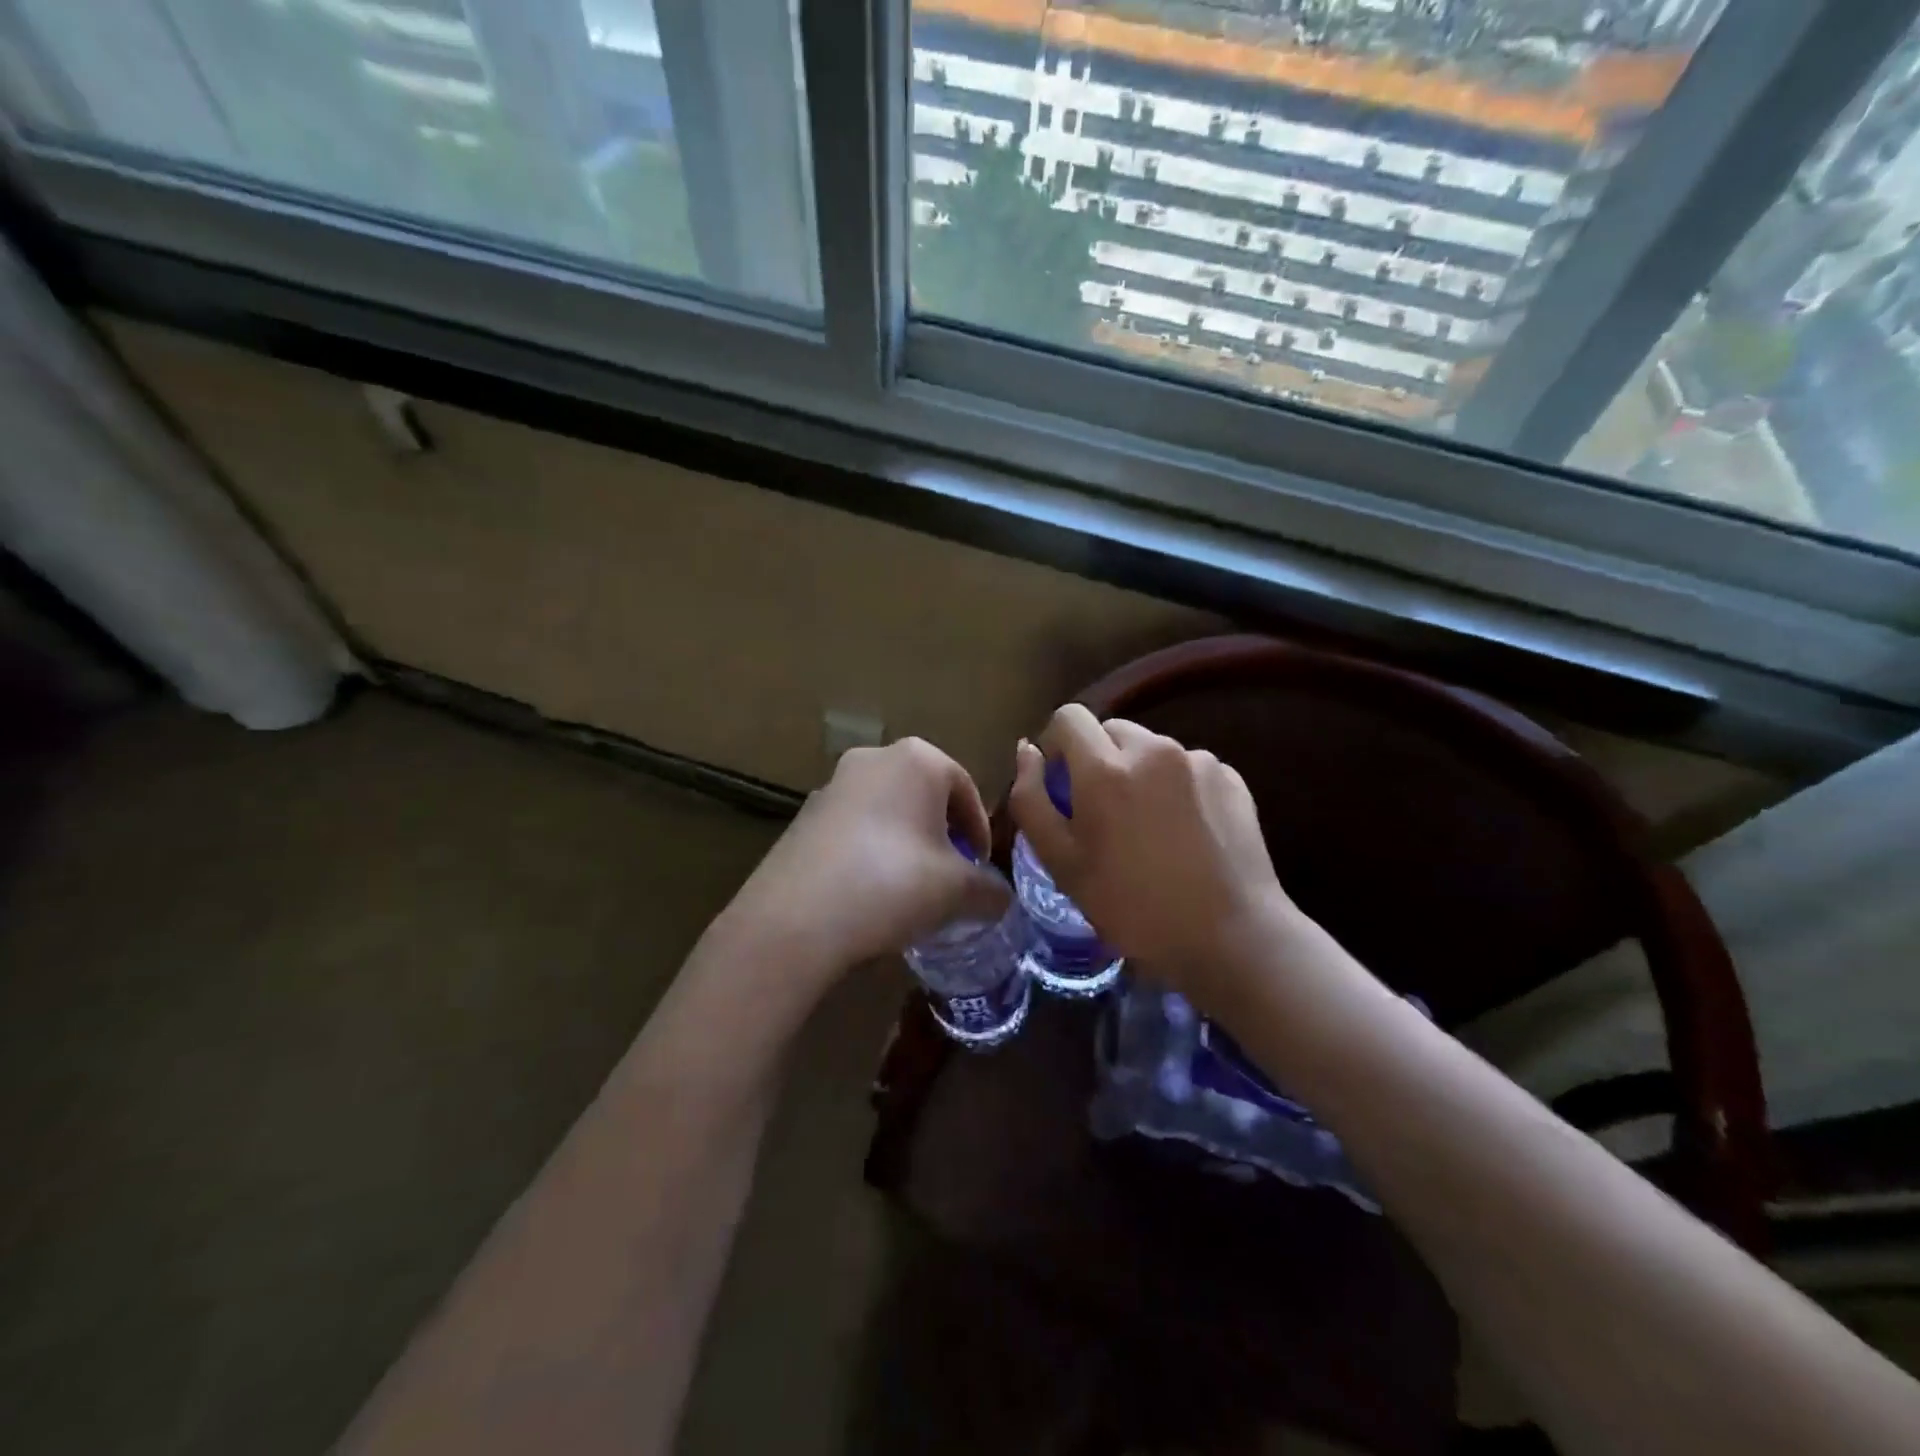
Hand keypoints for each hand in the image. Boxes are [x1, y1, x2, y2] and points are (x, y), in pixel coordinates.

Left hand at [726, 738, 1009, 980]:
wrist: (796, 917)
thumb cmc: (893, 884)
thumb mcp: (958, 891)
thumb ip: (990, 890)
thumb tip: (1002, 899)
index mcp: (918, 759)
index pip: (966, 789)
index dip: (980, 832)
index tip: (981, 870)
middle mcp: (874, 758)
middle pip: (925, 796)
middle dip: (942, 835)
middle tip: (950, 877)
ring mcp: (833, 784)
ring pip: (887, 810)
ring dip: (905, 842)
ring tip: (910, 888)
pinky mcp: (804, 815)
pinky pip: (853, 827)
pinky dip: (870, 850)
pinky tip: (869, 891)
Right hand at [1009, 704, 1299, 1009]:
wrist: (1231, 938)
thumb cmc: (1133, 907)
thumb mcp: (1062, 863)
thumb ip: (1031, 799)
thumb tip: (1027, 750)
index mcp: (1105, 768)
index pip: (1069, 717)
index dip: (1056, 745)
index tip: (1062, 785)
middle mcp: (1153, 749)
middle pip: (1110, 730)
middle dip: (1097, 760)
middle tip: (1103, 814)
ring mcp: (1198, 760)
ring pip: (1150, 749)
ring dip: (1138, 773)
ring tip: (1148, 828)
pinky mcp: (1231, 777)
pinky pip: (1187, 767)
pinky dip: (1176, 787)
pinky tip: (1185, 834)